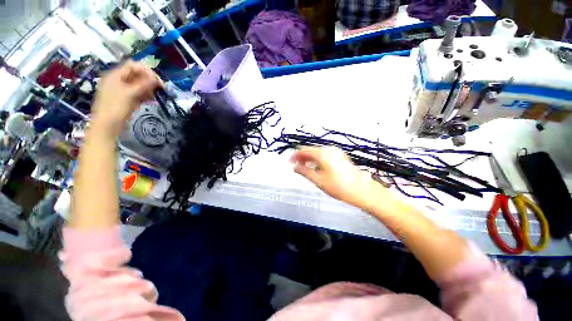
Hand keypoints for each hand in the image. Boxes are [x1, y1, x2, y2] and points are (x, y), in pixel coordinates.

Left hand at [91, 60, 163, 137]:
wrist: (107, 124)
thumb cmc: (116, 107)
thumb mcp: (130, 93)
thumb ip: (143, 84)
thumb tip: (156, 79)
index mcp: (116, 75)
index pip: (133, 66)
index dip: (147, 71)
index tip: (158, 81)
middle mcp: (118, 80)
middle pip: (136, 75)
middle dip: (149, 81)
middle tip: (160, 89)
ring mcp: (121, 89)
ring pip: (138, 84)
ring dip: (148, 89)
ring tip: (155, 96)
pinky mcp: (125, 98)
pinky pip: (137, 92)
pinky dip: (144, 95)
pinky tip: (151, 100)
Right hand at [291, 146, 380, 206]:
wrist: (361, 190)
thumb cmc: (339, 186)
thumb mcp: (318, 180)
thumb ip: (304, 172)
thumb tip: (295, 167)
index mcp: (322, 154)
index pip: (304, 150)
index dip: (295, 155)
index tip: (290, 162)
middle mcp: (329, 150)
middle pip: (311, 150)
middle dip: (302, 158)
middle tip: (297, 167)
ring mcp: (336, 152)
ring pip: (318, 153)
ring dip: (310, 159)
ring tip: (306, 169)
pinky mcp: (340, 157)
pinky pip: (325, 155)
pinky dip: (318, 160)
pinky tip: (317, 168)